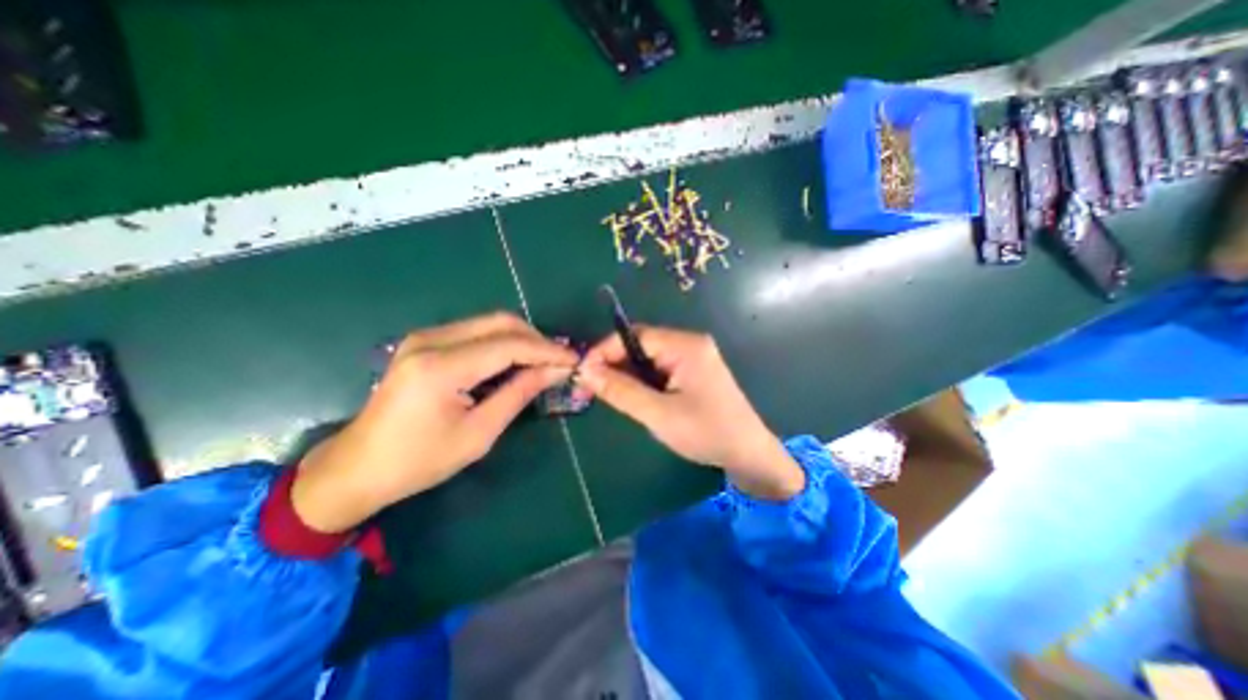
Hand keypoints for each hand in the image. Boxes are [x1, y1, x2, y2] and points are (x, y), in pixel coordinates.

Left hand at [294, 310, 580, 528]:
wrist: (358, 467)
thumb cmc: (420, 460)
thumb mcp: (479, 433)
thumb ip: (519, 393)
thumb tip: (555, 371)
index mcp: (441, 368)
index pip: (509, 345)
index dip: (546, 350)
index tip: (573, 360)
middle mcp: (431, 340)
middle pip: (500, 322)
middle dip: (536, 339)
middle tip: (559, 360)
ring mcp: (423, 337)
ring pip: (488, 323)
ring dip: (520, 338)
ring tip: (542, 361)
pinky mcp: (423, 342)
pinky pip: (474, 331)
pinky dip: (500, 342)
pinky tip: (513, 361)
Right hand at [577, 325, 803, 500]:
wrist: (748, 454)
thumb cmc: (706, 433)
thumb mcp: (658, 414)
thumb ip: (621, 391)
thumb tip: (585, 371)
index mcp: (685, 345)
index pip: (634, 336)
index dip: (604, 351)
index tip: (581, 372)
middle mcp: (689, 343)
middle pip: (640, 345)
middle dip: (612, 364)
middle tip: (588, 388)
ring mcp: (692, 357)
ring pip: (647, 358)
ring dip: (625, 374)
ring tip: (605, 394)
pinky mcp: (692, 371)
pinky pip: (658, 368)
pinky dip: (640, 380)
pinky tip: (631, 396)